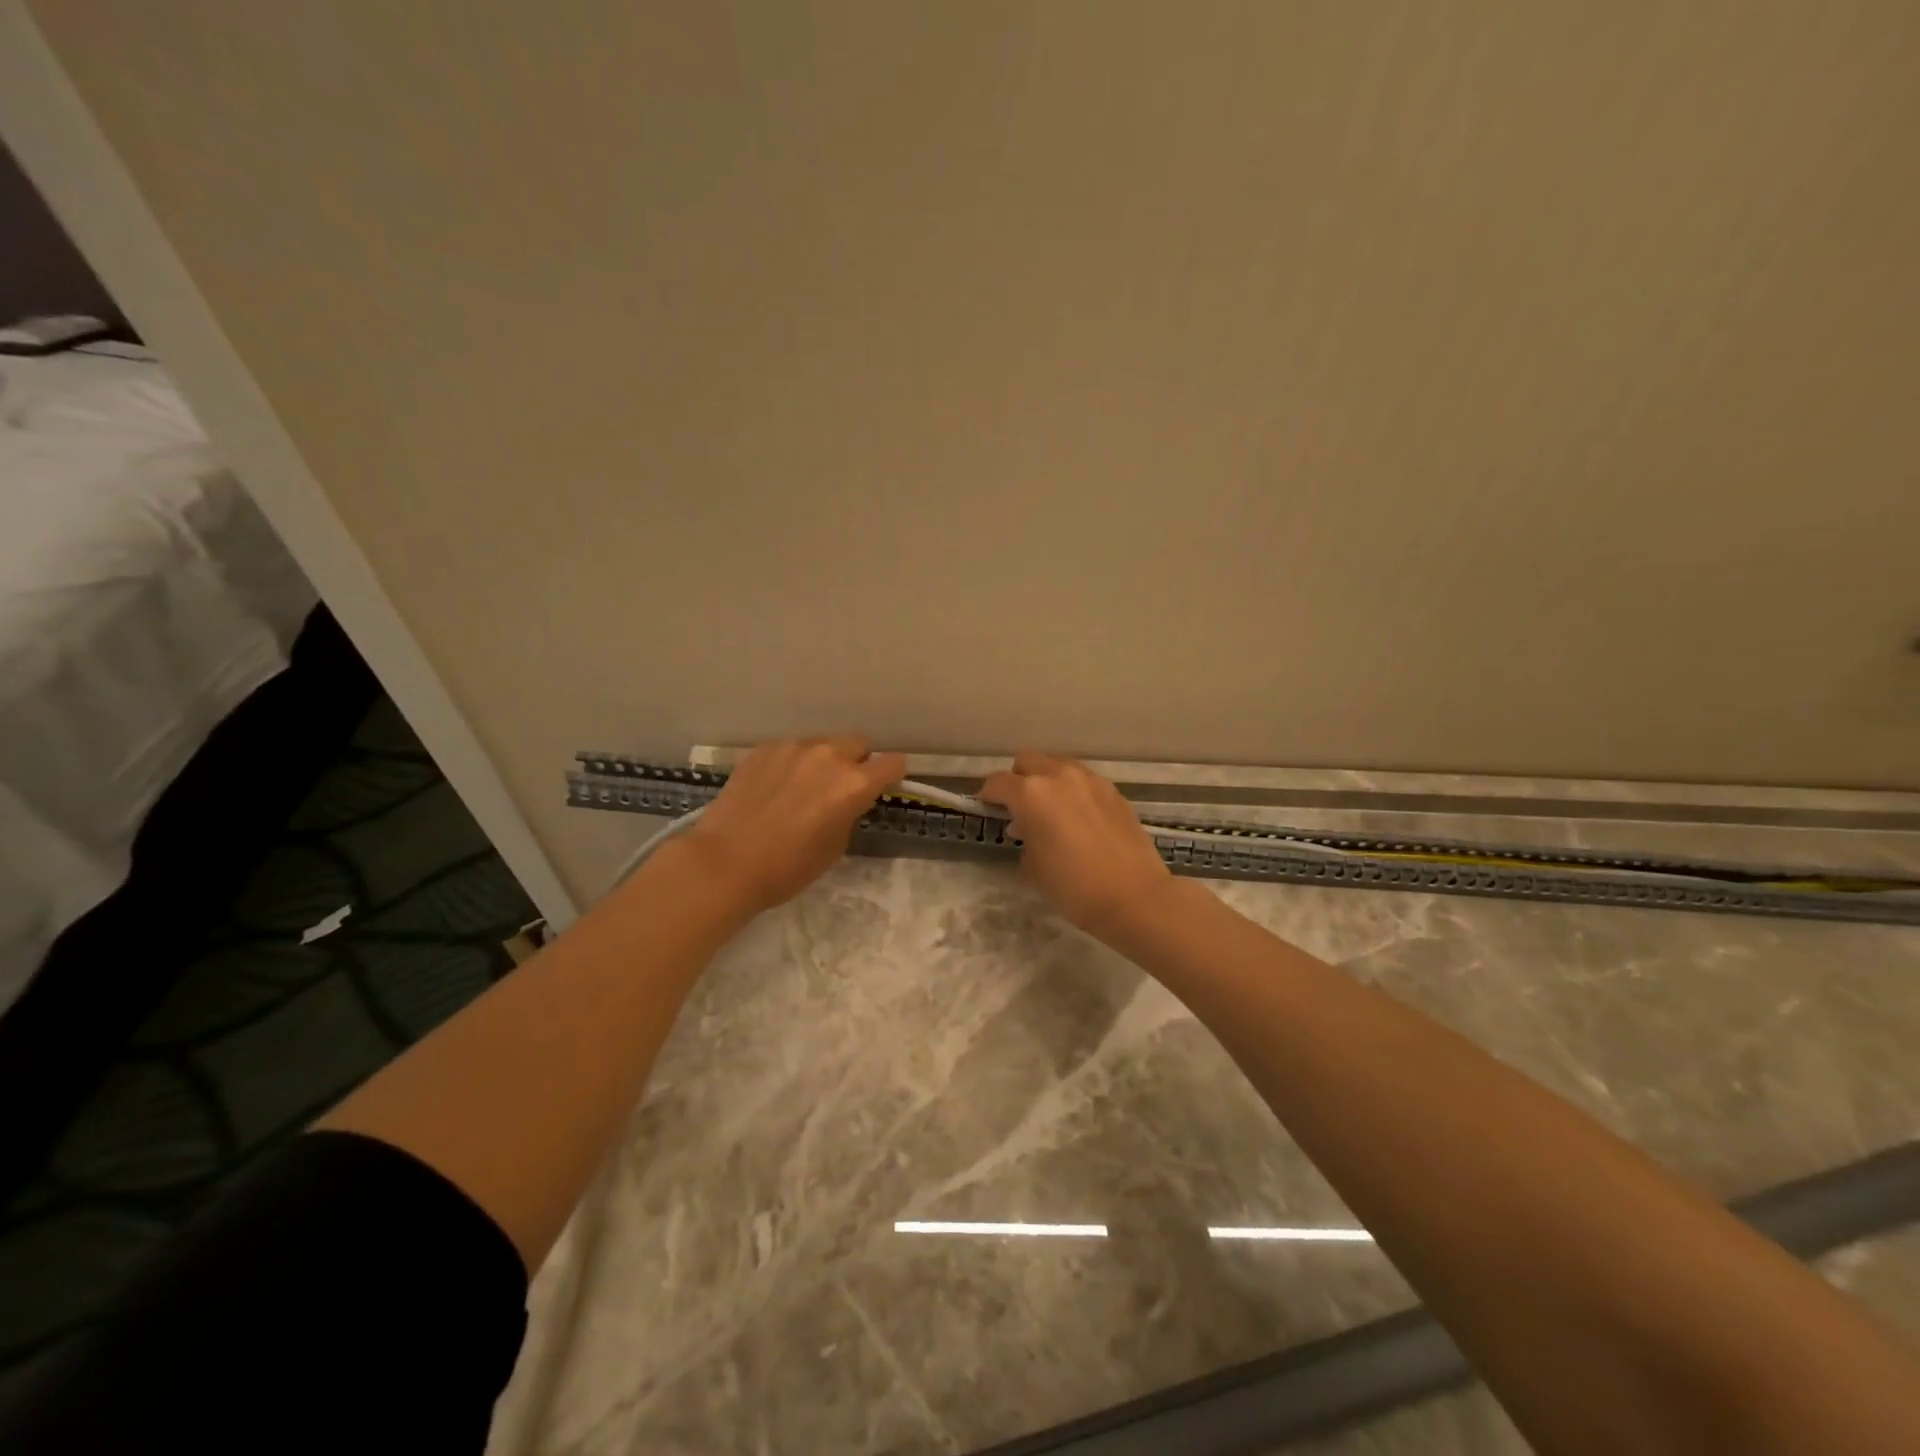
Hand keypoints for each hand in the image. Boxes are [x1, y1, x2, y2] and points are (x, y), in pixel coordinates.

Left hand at [676, 737, 904, 913]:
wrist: (725, 862)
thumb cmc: (787, 867)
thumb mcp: (835, 847)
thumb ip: (848, 813)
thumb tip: (844, 801)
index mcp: (854, 784)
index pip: (893, 763)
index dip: (891, 776)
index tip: (882, 787)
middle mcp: (828, 756)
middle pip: (859, 744)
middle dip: (857, 762)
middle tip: (839, 788)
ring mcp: (793, 748)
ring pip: (822, 744)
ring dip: (822, 761)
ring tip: (801, 788)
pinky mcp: (764, 749)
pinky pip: (790, 750)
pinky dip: (790, 764)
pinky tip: (773, 788)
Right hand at [979, 751, 1171, 936]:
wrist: (1134, 897)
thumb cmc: (1074, 888)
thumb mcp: (1033, 867)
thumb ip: (1023, 838)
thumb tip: (1026, 830)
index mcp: (1031, 794)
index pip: (997, 782)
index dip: (987, 796)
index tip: (988, 810)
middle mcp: (1059, 776)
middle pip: (1027, 761)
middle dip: (1018, 779)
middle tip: (1019, 807)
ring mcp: (1090, 780)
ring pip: (1058, 765)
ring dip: (1047, 781)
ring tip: (1051, 811)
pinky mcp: (1113, 791)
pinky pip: (1083, 780)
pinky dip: (1073, 791)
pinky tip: (1079, 819)